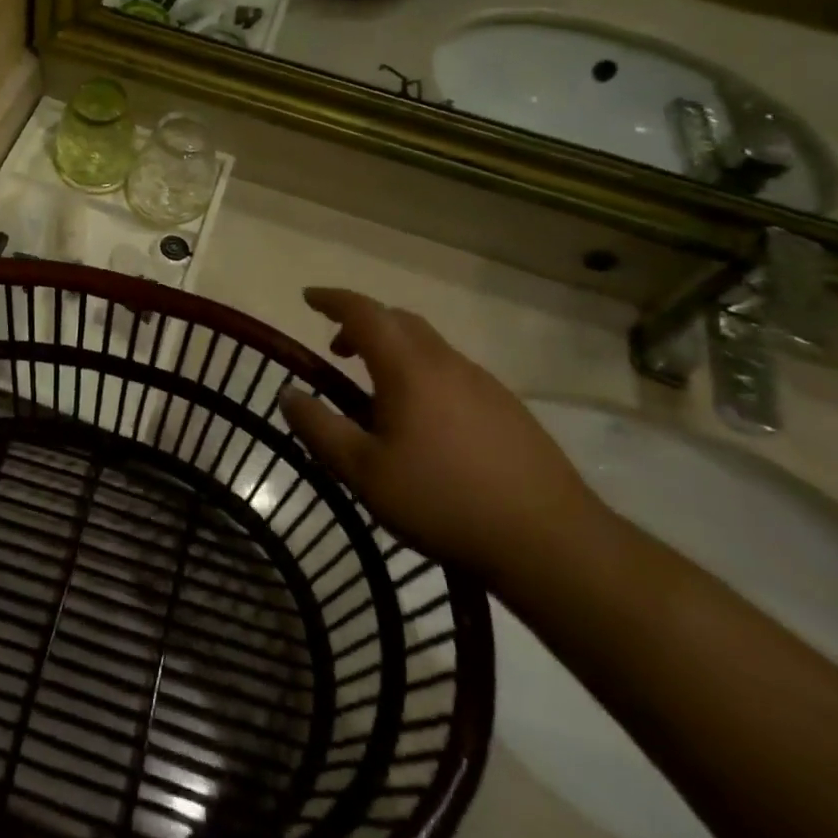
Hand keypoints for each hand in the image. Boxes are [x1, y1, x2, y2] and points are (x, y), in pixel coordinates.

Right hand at [277, 289, 604, 583]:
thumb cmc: (443, 500)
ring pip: (429, 346)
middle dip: (363, 323)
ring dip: (394, 349)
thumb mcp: (364, 472)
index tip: (308, 297)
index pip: (363, 312)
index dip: (333, 300)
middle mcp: (446, 362)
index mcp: (408, 368)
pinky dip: (423, 373)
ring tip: (377, 390)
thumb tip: (287, 392)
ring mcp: (483, 383)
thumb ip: (319, 428)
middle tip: (338, 350)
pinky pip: (453, 371)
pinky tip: (424, 421)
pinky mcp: (508, 408)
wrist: (549, 540)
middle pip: (399, 320)